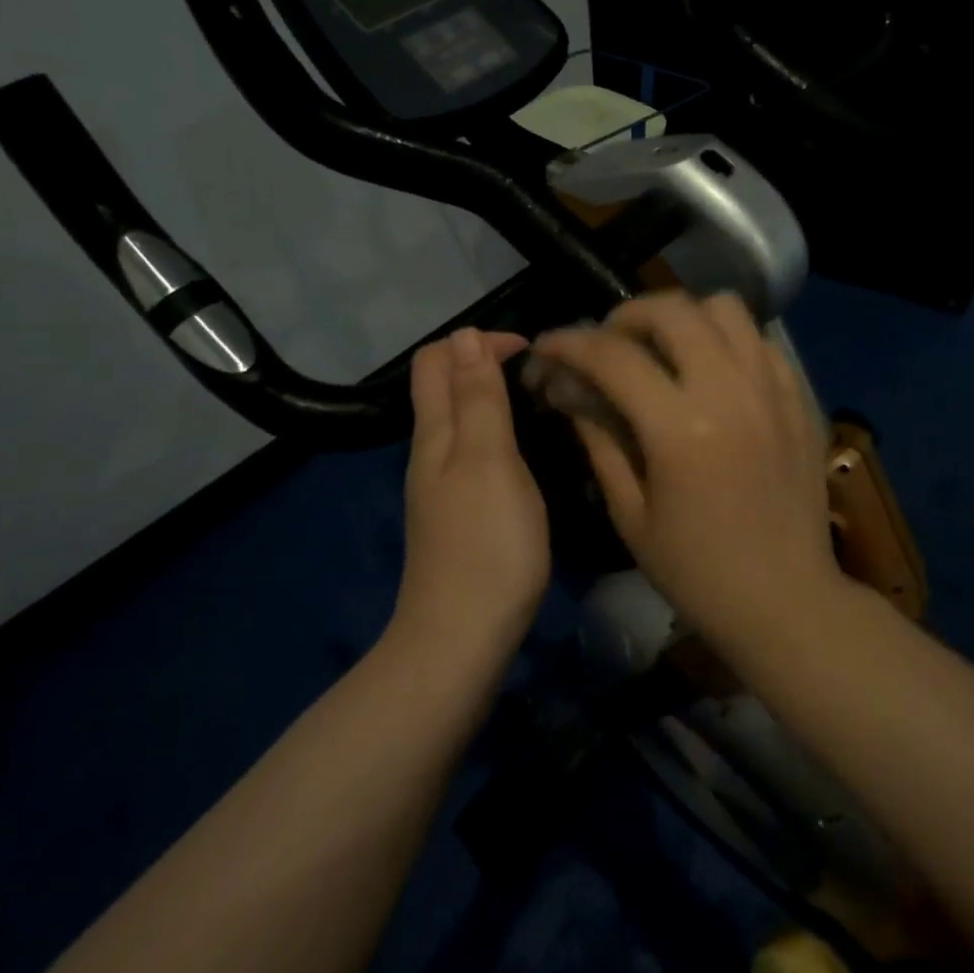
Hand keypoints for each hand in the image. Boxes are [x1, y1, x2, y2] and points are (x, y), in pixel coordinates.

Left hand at [393, 328, 549, 661]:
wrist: (462, 637)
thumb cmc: (485, 543)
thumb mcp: (488, 460)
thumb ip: (478, 399)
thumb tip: (465, 335)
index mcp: (435, 433)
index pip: (436, 360)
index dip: (478, 341)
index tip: (531, 351)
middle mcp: (431, 453)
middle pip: (443, 388)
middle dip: (484, 364)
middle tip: (541, 375)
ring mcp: (441, 487)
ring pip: (460, 422)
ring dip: (493, 399)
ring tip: (542, 406)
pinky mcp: (459, 516)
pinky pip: (473, 455)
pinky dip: (498, 436)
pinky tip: (528, 455)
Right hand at [531, 292, 842, 626]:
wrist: (785, 599)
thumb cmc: (696, 571)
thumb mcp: (630, 514)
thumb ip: (599, 441)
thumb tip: (570, 391)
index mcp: (680, 428)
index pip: (613, 355)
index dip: (569, 342)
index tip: (548, 344)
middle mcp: (730, 391)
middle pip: (672, 310)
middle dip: (626, 315)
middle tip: (608, 343)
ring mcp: (772, 389)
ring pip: (724, 308)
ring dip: (683, 317)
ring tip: (664, 349)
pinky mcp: (800, 398)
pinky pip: (760, 340)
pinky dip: (727, 340)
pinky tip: (711, 372)